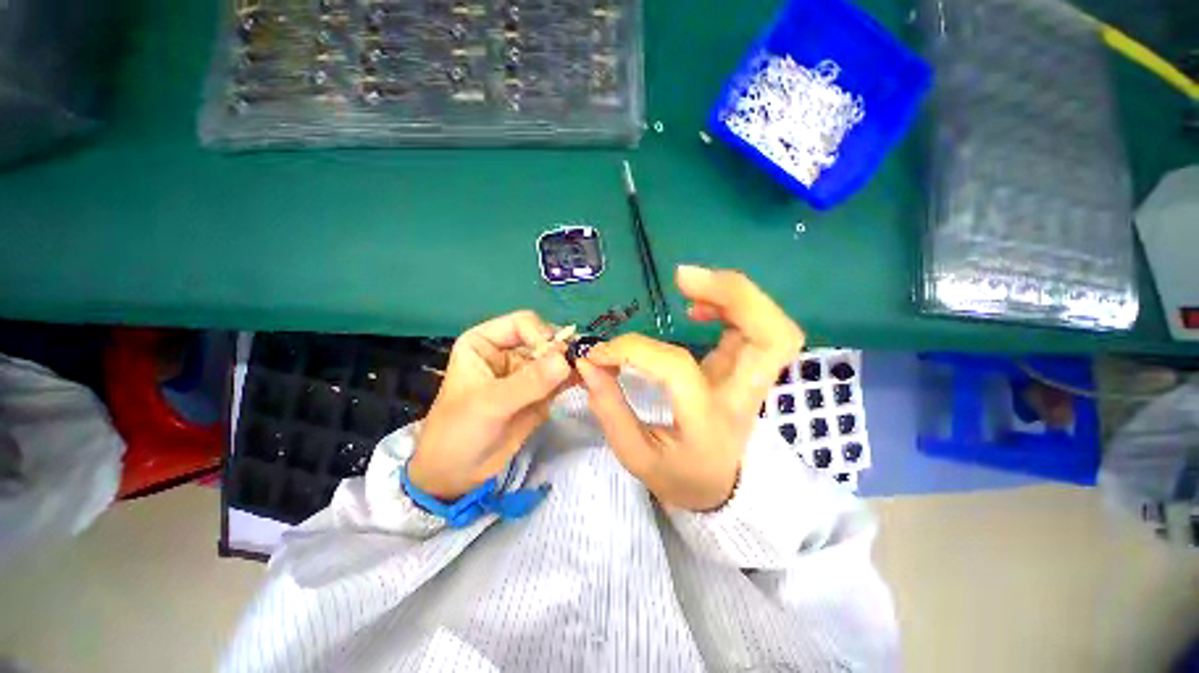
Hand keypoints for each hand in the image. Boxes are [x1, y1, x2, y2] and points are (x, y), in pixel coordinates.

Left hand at [408, 311, 571, 499]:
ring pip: (556, 358)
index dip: (542, 337)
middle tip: (578, 366)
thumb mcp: (490, 404)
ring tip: (588, 371)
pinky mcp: (539, 391)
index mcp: (485, 342)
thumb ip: (528, 382)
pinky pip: (561, 378)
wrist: (457, 472)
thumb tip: (566, 360)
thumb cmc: (459, 431)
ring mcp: (526, 372)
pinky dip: (574, 378)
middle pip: (544, 338)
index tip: (555, 361)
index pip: (523, 323)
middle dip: (562, 351)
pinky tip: (586, 381)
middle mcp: (507, 351)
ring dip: (573, 363)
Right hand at [577, 266, 803, 510]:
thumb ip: (609, 408)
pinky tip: (697, 306)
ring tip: (687, 284)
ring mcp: (751, 377)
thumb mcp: (637, 456)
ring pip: (771, 324)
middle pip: (772, 335)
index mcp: (712, 422)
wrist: (719, 487)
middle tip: (682, 278)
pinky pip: (753, 324)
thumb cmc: (679, 474)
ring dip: (733, 293)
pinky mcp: (745, 365)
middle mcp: (743, 395)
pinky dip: (730, 303)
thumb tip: (589, 362)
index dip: (635, 350)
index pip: (678, 368)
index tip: (603, 353)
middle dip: (733, 295)